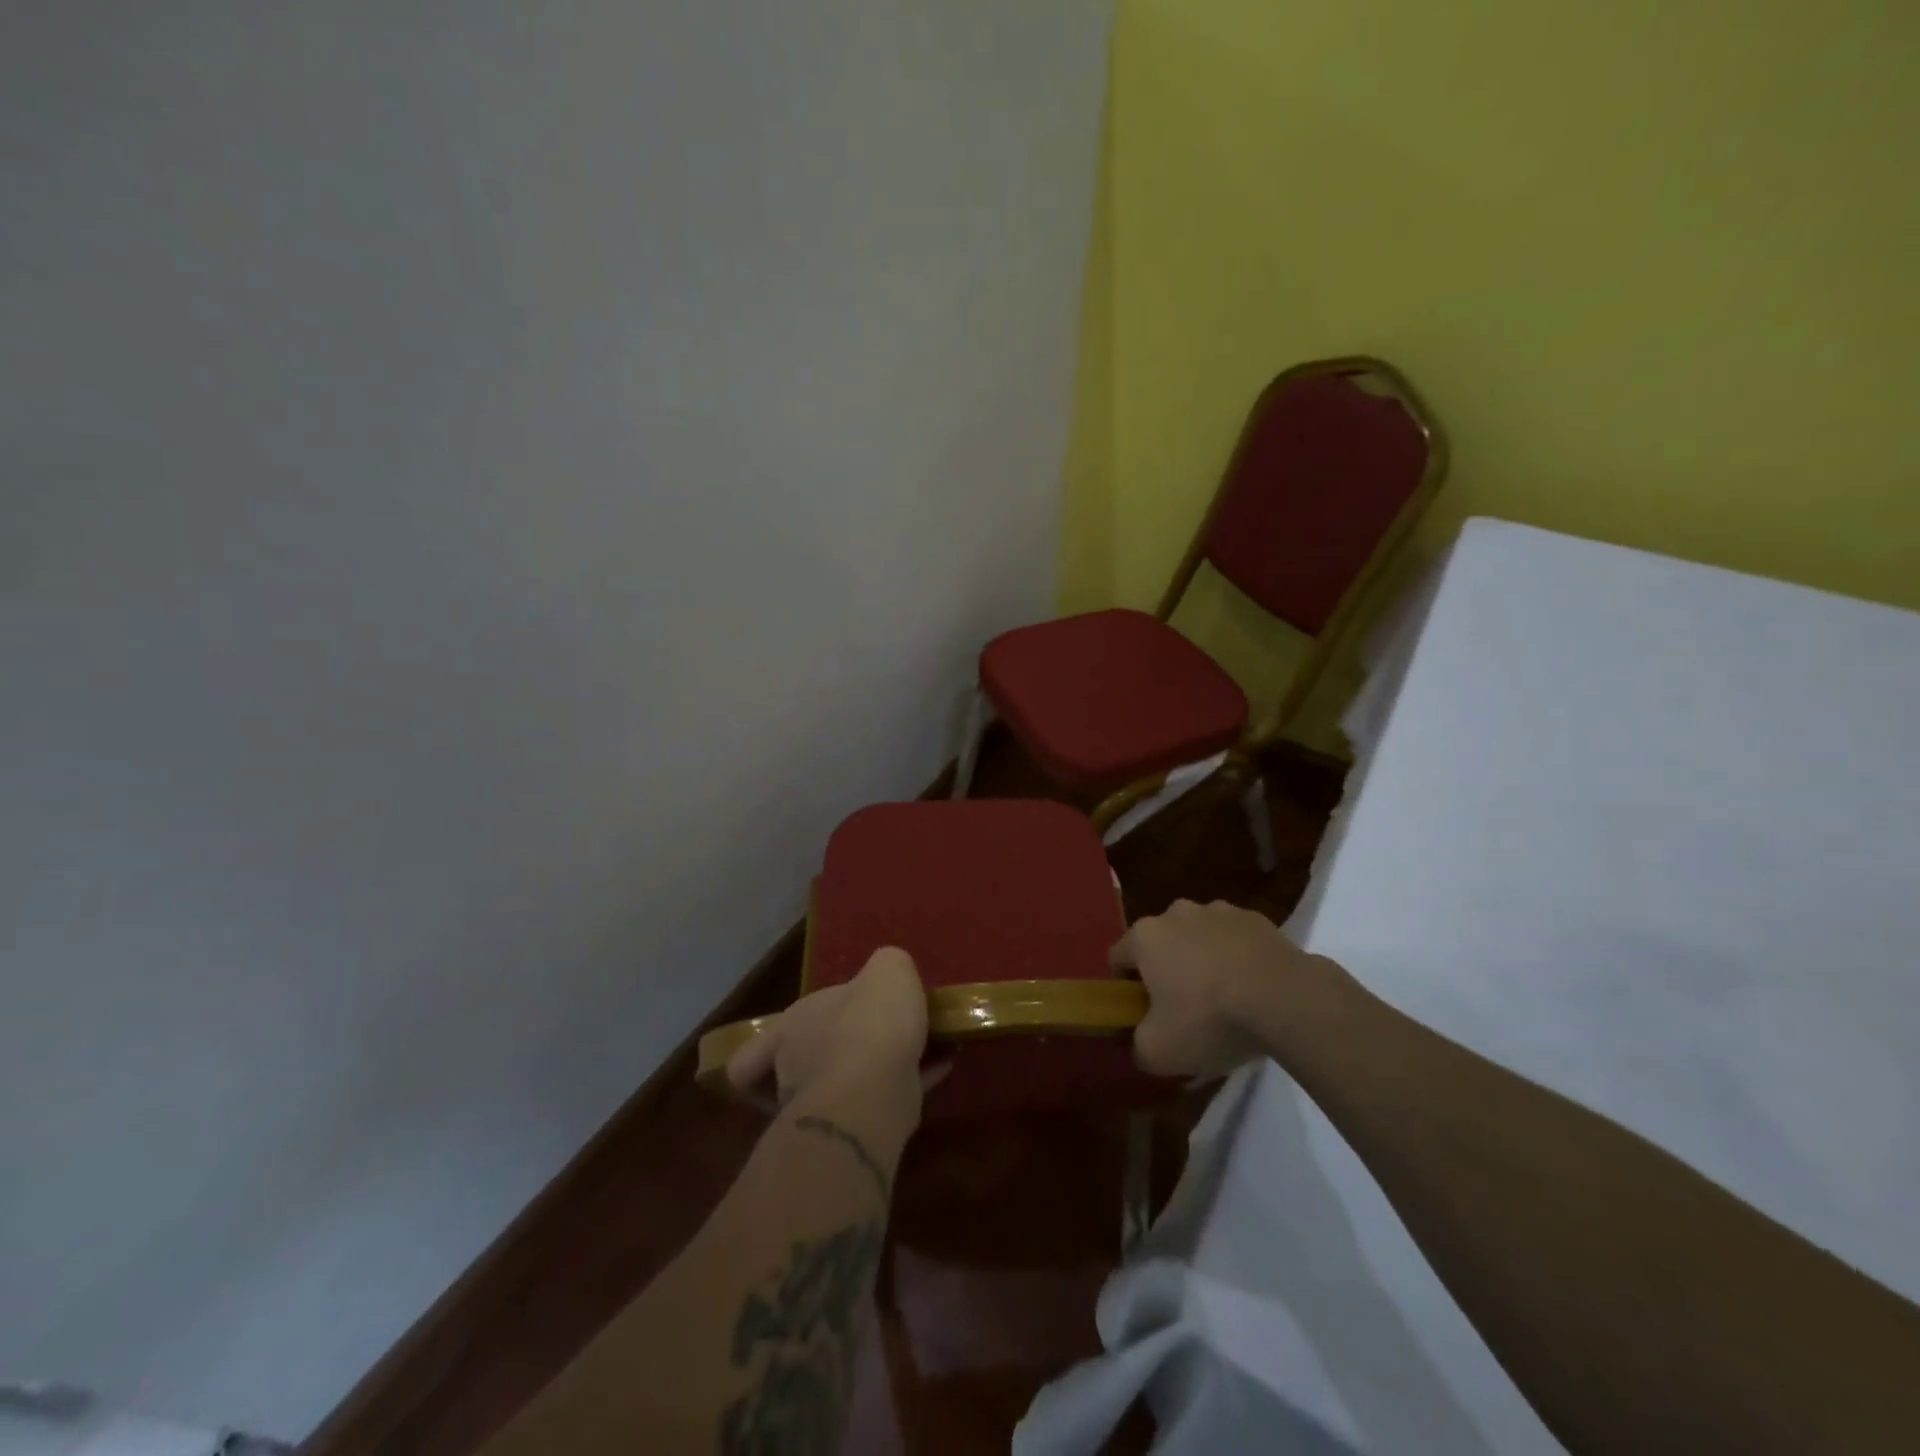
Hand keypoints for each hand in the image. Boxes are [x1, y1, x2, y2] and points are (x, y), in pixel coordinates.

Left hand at [726, 946, 930, 1104]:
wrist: (873, 1091)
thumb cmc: (871, 1021)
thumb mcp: (889, 970)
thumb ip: (888, 965)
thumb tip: (888, 973)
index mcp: (795, 1022)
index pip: (784, 1025)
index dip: (804, 1021)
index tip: (832, 1015)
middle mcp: (798, 1063)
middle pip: (815, 1053)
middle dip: (844, 1045)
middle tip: (884, 1032)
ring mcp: (820, 1102)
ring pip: (848, 1080)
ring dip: (878, 1067)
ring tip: (918, 1049)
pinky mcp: (853, 1128)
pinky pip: (884, 1098)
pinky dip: (909, 1083)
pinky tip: (941, 1066)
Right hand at [1110, 899, 1323, 1078]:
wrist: (1286, 999)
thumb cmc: (1209, 1019)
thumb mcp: (1159, 1052)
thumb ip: (1137, 1046)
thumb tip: (1140, 1042)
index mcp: (1144, 936)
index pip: (1118, 958)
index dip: (1125, 989)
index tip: (1143, 1015)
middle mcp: (1176, 913)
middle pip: (1160, 944)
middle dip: (1167, 971)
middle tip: (1184, 1011)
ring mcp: (1219, 911)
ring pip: (1199, 938)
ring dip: (1203, 961)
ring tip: (1225, 1001)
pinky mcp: (1257, 918)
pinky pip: (1236, 940)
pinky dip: (1238, 959)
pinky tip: (1254, 991)